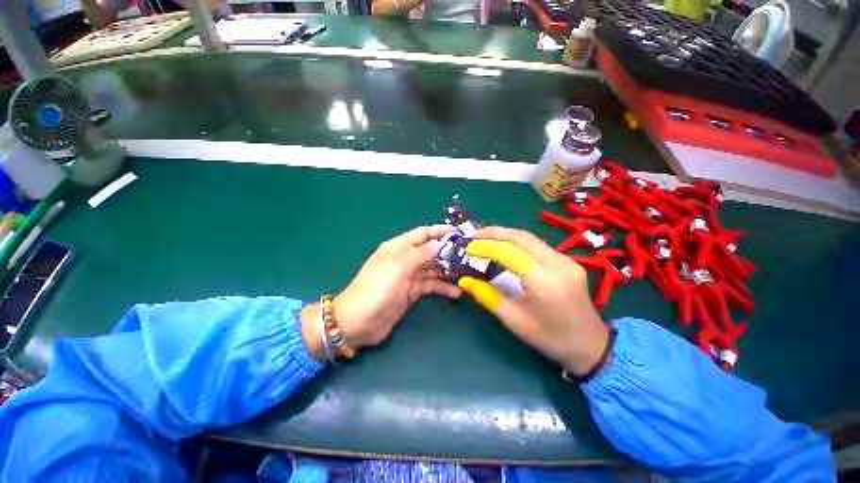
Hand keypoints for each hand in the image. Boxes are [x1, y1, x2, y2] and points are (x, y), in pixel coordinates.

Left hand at [301, 226, 461, 360]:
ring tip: (467, 275)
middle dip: (448, 253)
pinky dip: (442, 288)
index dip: (440, 231)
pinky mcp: (411, 293)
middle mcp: (405, 259)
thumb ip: (420, 254)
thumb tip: (440, 244)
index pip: (422, 233)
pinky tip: (456, 293)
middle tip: (469, 257)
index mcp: (398, 247)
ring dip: (448, 271)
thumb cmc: (376, 290)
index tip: (460, 233)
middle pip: (430, 251)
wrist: (357, 323)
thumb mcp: (398, 267)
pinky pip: (430, 286)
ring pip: (433, 269)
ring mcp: (408, 277)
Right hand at [458, 226, 609, 375]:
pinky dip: (518, 242)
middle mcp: (558, 264)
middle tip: (475, 235)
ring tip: (486, 238)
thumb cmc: (550, 338)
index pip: (509, 253)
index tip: (468, 248)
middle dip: (495, 233)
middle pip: (521, 237)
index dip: (486, 248)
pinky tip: (506, 246)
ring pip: (530, 238)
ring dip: (506, 235)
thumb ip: (487, 296)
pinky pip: (538, 245)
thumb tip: (464, 280)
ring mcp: (566, 260)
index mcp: (544, 281)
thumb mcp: (514, 320)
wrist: (591, 346)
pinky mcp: (568, 261)